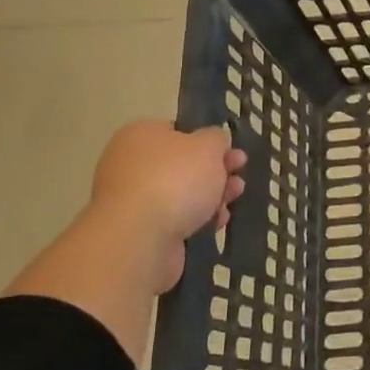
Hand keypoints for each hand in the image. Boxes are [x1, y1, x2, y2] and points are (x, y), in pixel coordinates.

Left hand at [84, 120, 245, 293]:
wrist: (140, 239)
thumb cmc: (175, 179)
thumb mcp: (208, 146)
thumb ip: (216, 138)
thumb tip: (215, 139)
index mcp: (140, 135)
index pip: (177, 131)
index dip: (207, 140)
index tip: (231, 150)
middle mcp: (131, 164)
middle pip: (182, 164)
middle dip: (215, 170)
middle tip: (239, 173)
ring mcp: (133, 200)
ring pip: (181, 193)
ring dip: (211, 195)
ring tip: (235, 196)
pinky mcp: (140, 231)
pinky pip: (175, 219)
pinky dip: (197, 219)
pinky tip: (218, 222)